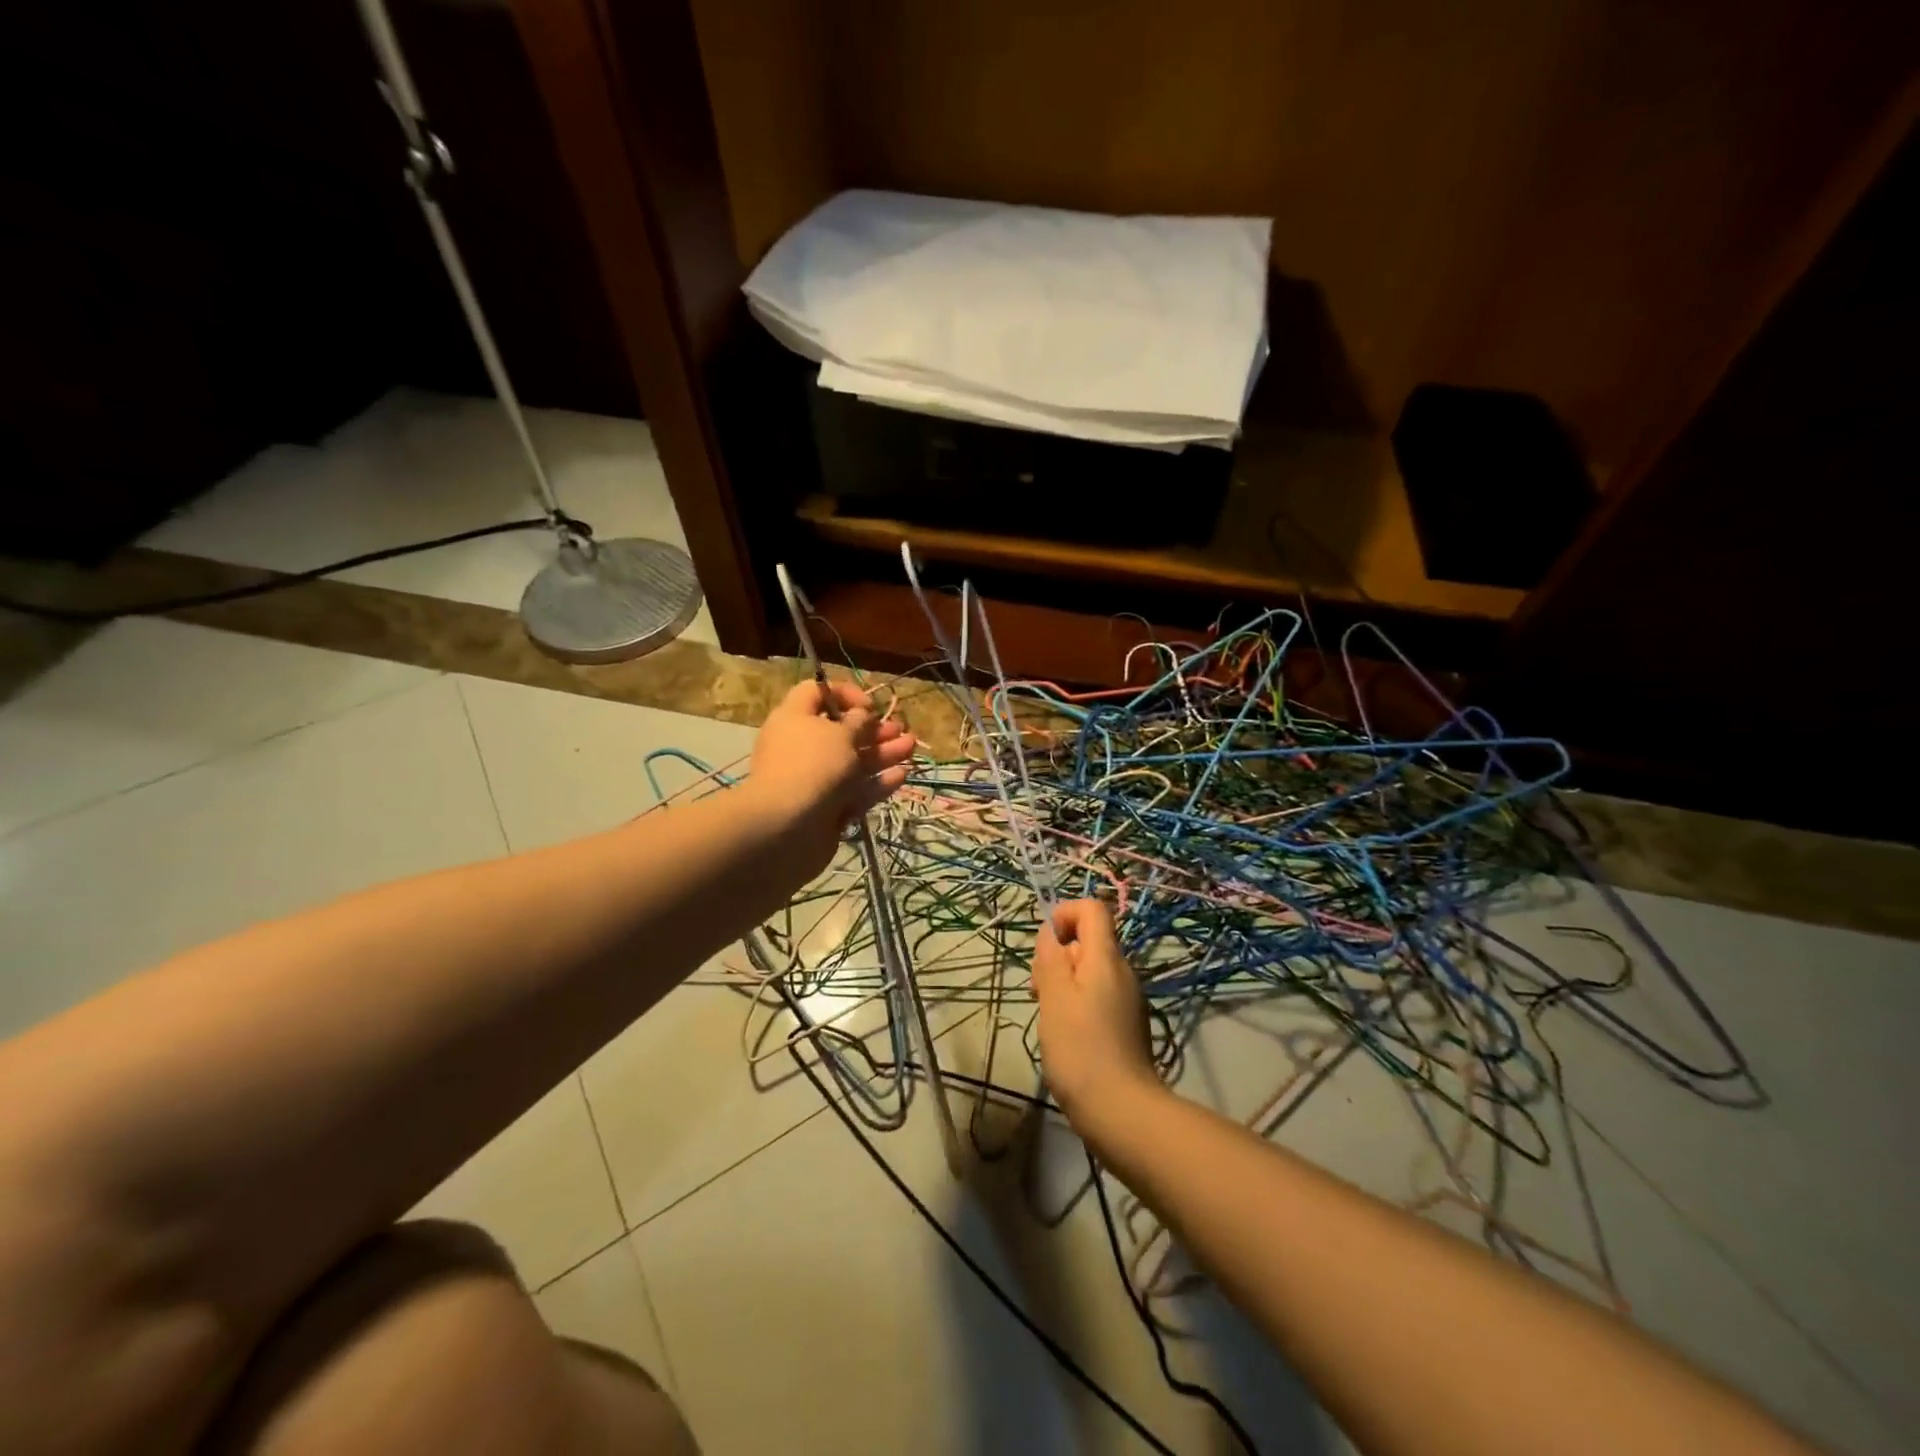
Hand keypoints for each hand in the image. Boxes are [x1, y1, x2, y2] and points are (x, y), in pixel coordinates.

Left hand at [747, 679, 916, 869]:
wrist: (788, 828)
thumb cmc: (814, 766)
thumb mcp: (841, 734)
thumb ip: (859, 722)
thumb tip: (861, 716)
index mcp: (793, 719)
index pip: (816, 692)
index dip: (844, 694)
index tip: (868, 706)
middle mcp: (801, 746)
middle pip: (840, 731)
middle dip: (873, 729)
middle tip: (899, 729)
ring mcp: (814, 779)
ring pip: (852, 761)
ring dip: (882, 753)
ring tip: (910, 747)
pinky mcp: (827, 808)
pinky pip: (855, 790)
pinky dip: (876, 782)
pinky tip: (901, 776)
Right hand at [1032, 899, 1162, 1131]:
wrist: (1122, 1112)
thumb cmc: (1081, 1049)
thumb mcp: (1054, 998)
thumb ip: (1051, 959)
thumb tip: (1050, 933)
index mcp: (1106, 959)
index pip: (1092, 909)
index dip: (1064, 914)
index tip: (1043, 945)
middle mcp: (1123, 973)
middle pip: (1088, 941)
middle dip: (1057, 955)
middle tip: (1038, 989)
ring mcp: (1127, 1001)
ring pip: (1090, 972)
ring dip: (1063, 983)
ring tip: (1047, 1015)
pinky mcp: (1126, 1026)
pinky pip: (1097, 997)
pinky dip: (1076, 1004)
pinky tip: (1065, 1035)